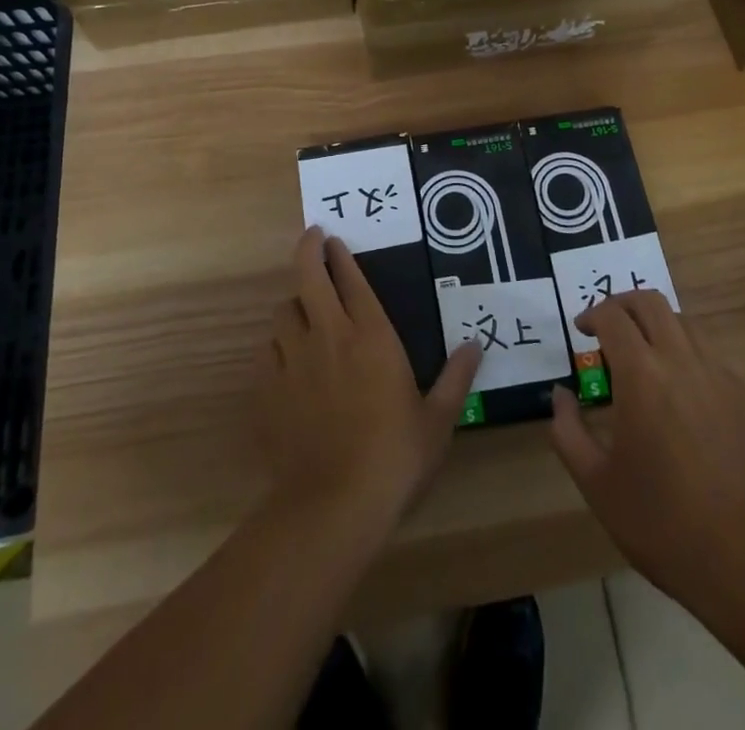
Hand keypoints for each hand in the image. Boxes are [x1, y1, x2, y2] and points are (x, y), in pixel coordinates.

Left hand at [257, 227, 480, 529]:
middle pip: (308, 276)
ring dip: (294, 304)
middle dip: (308, 250)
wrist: (332, 505)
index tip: (334, 238)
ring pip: (283, 312)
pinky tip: (287, 360)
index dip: (341, 255)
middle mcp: (329, 336)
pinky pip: (268, 352)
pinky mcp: (268, 390)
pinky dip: (277, 346)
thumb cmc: (394, 457)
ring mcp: (293, 361)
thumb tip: (476, 346)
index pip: (352, 280)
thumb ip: (456, 379)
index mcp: (371, 336)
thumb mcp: (437, 421)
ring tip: (303, 310)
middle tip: (313, 239)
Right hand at [549, 291, 744, 605]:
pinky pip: (711, 358)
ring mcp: (720, 376)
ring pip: (684, 324)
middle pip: (651, 303)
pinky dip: (687, 357)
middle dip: (624, 305)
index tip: (582, 331)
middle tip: (610, 329)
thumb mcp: (596, 482)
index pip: (612, 316)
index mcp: (641, 374)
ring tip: (645, 359)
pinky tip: (681, 397)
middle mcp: (682, 360)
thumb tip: (561, 395)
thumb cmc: (661, 521)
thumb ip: (568, 430)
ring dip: (658, 326)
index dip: (592, 315)